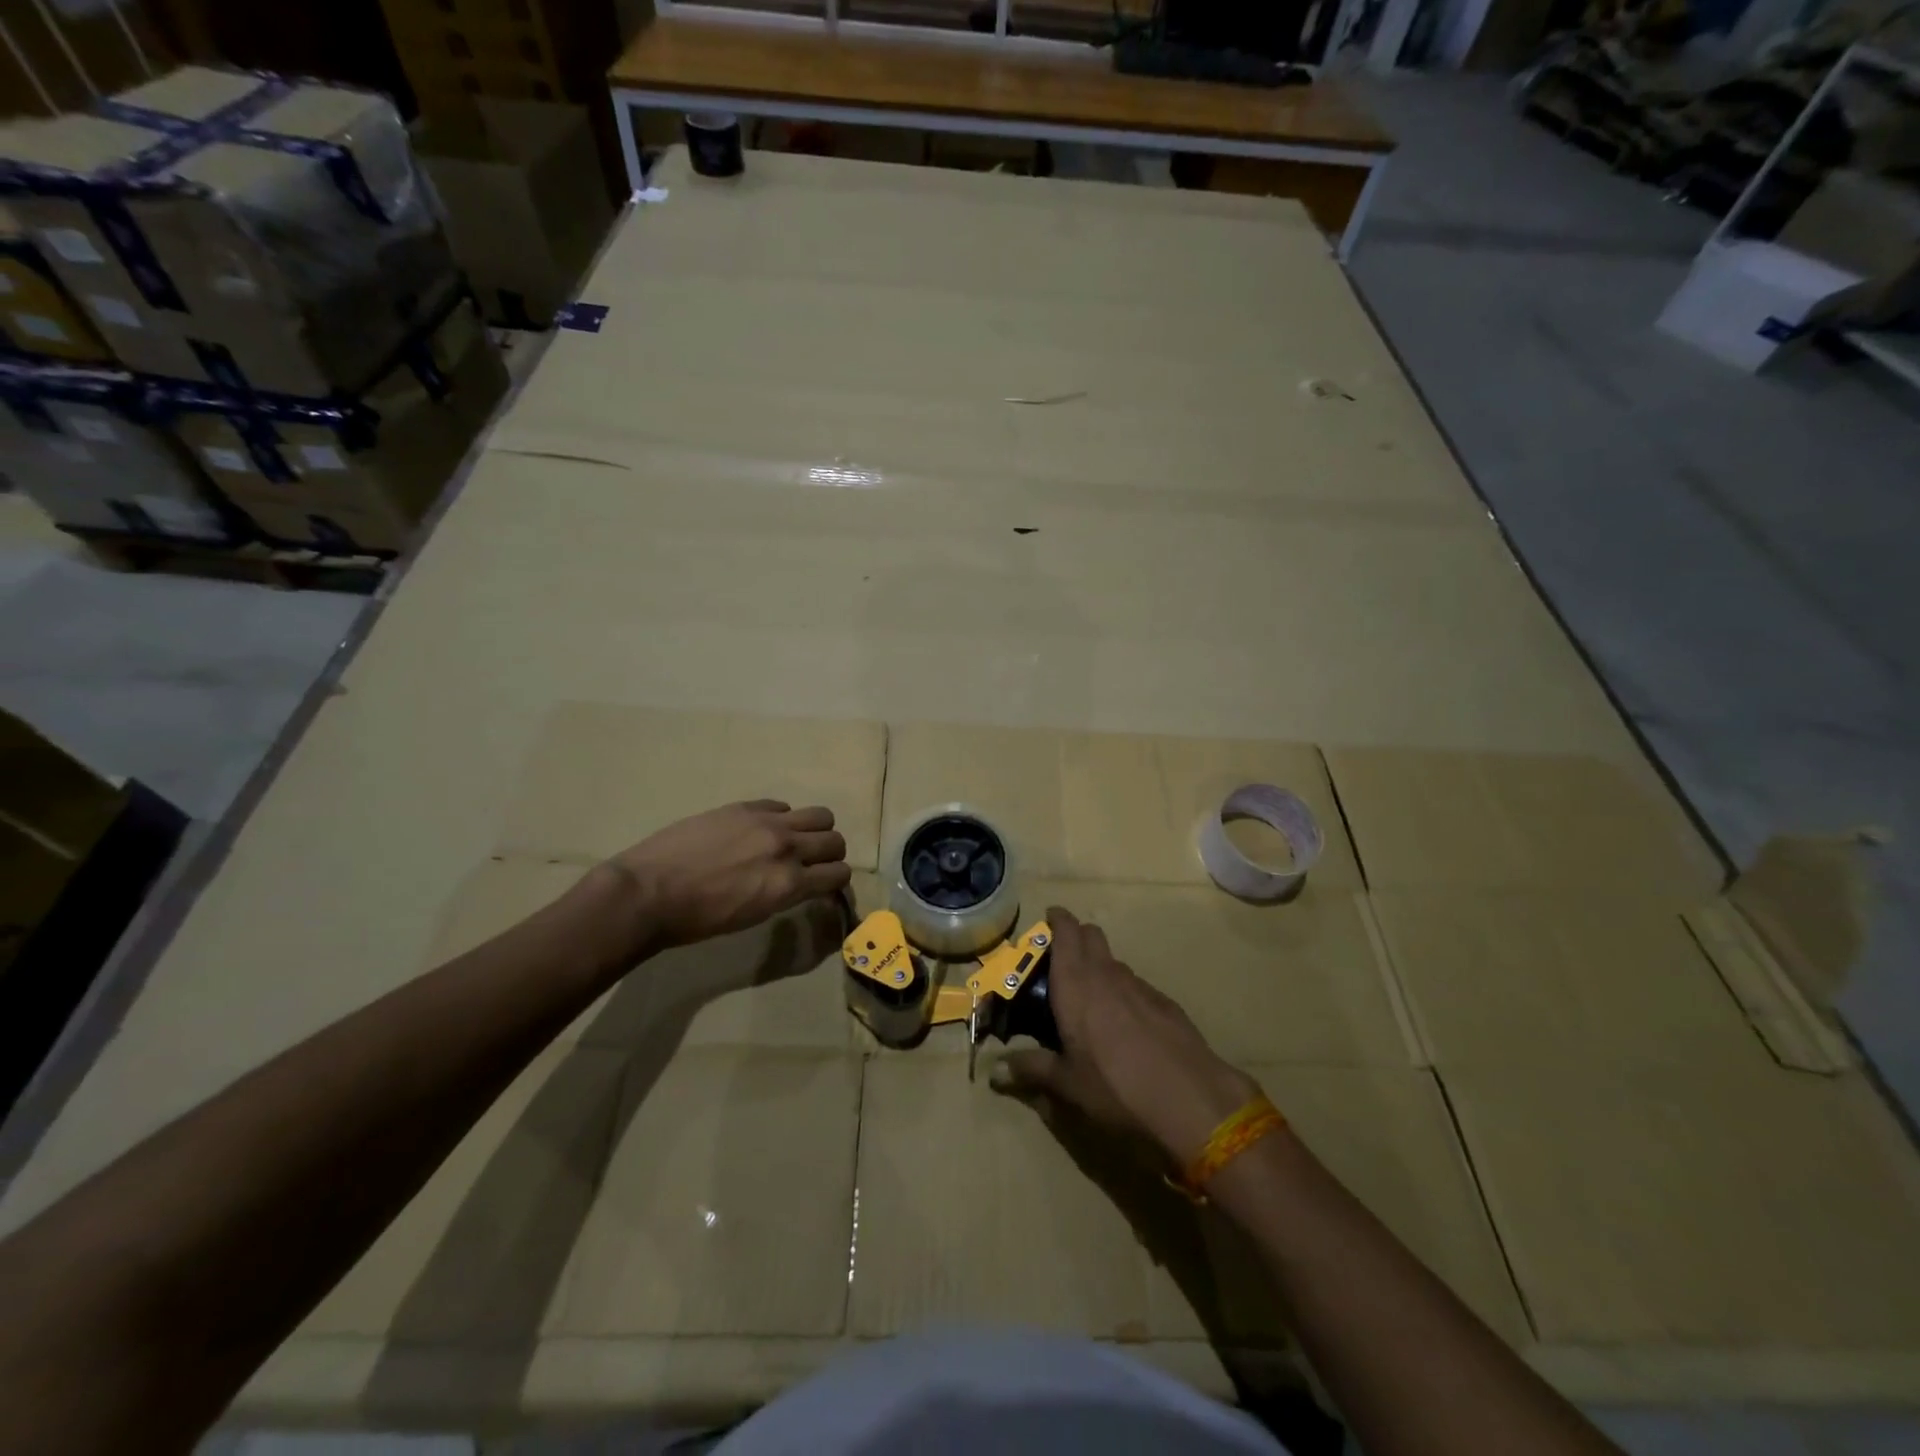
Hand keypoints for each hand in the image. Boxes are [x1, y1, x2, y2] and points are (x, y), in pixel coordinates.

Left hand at [588, 800, 851, 957]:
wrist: (648, 892)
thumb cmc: (696, 920)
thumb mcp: (752, 916)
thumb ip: (784, 894)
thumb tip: (799, 883)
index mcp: (788, 884)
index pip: (839, 874)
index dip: (835, 880)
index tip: (825, 884)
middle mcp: (787, 848)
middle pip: (835, 841)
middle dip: (830, 854)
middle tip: (812, 863)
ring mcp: (767, 822)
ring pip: (820, 815)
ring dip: (814, 830)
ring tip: (793, 840)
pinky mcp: (744, 806)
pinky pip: (781, 805)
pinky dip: (781, 818)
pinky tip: (760, 830)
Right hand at [991, 906, 1258, 1166]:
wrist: (1191, 1100)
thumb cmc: (1116, 1088)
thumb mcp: (1068, 1085)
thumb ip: (1032, 1070)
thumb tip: (995, 1070)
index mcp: (1075, 985)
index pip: (1065, 932)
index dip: (1056, 920)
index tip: (1047, 921)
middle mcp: (1106, 974)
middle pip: (1091, 935)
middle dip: (1076, 937)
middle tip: (1060, 963)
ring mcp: (1140, 986)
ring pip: (1113, 961)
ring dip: (1099, 967)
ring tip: (1089, 1000)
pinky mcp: (1165, 1003)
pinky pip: (1135, 984)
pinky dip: (1123, 991)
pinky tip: (1124, 1025)